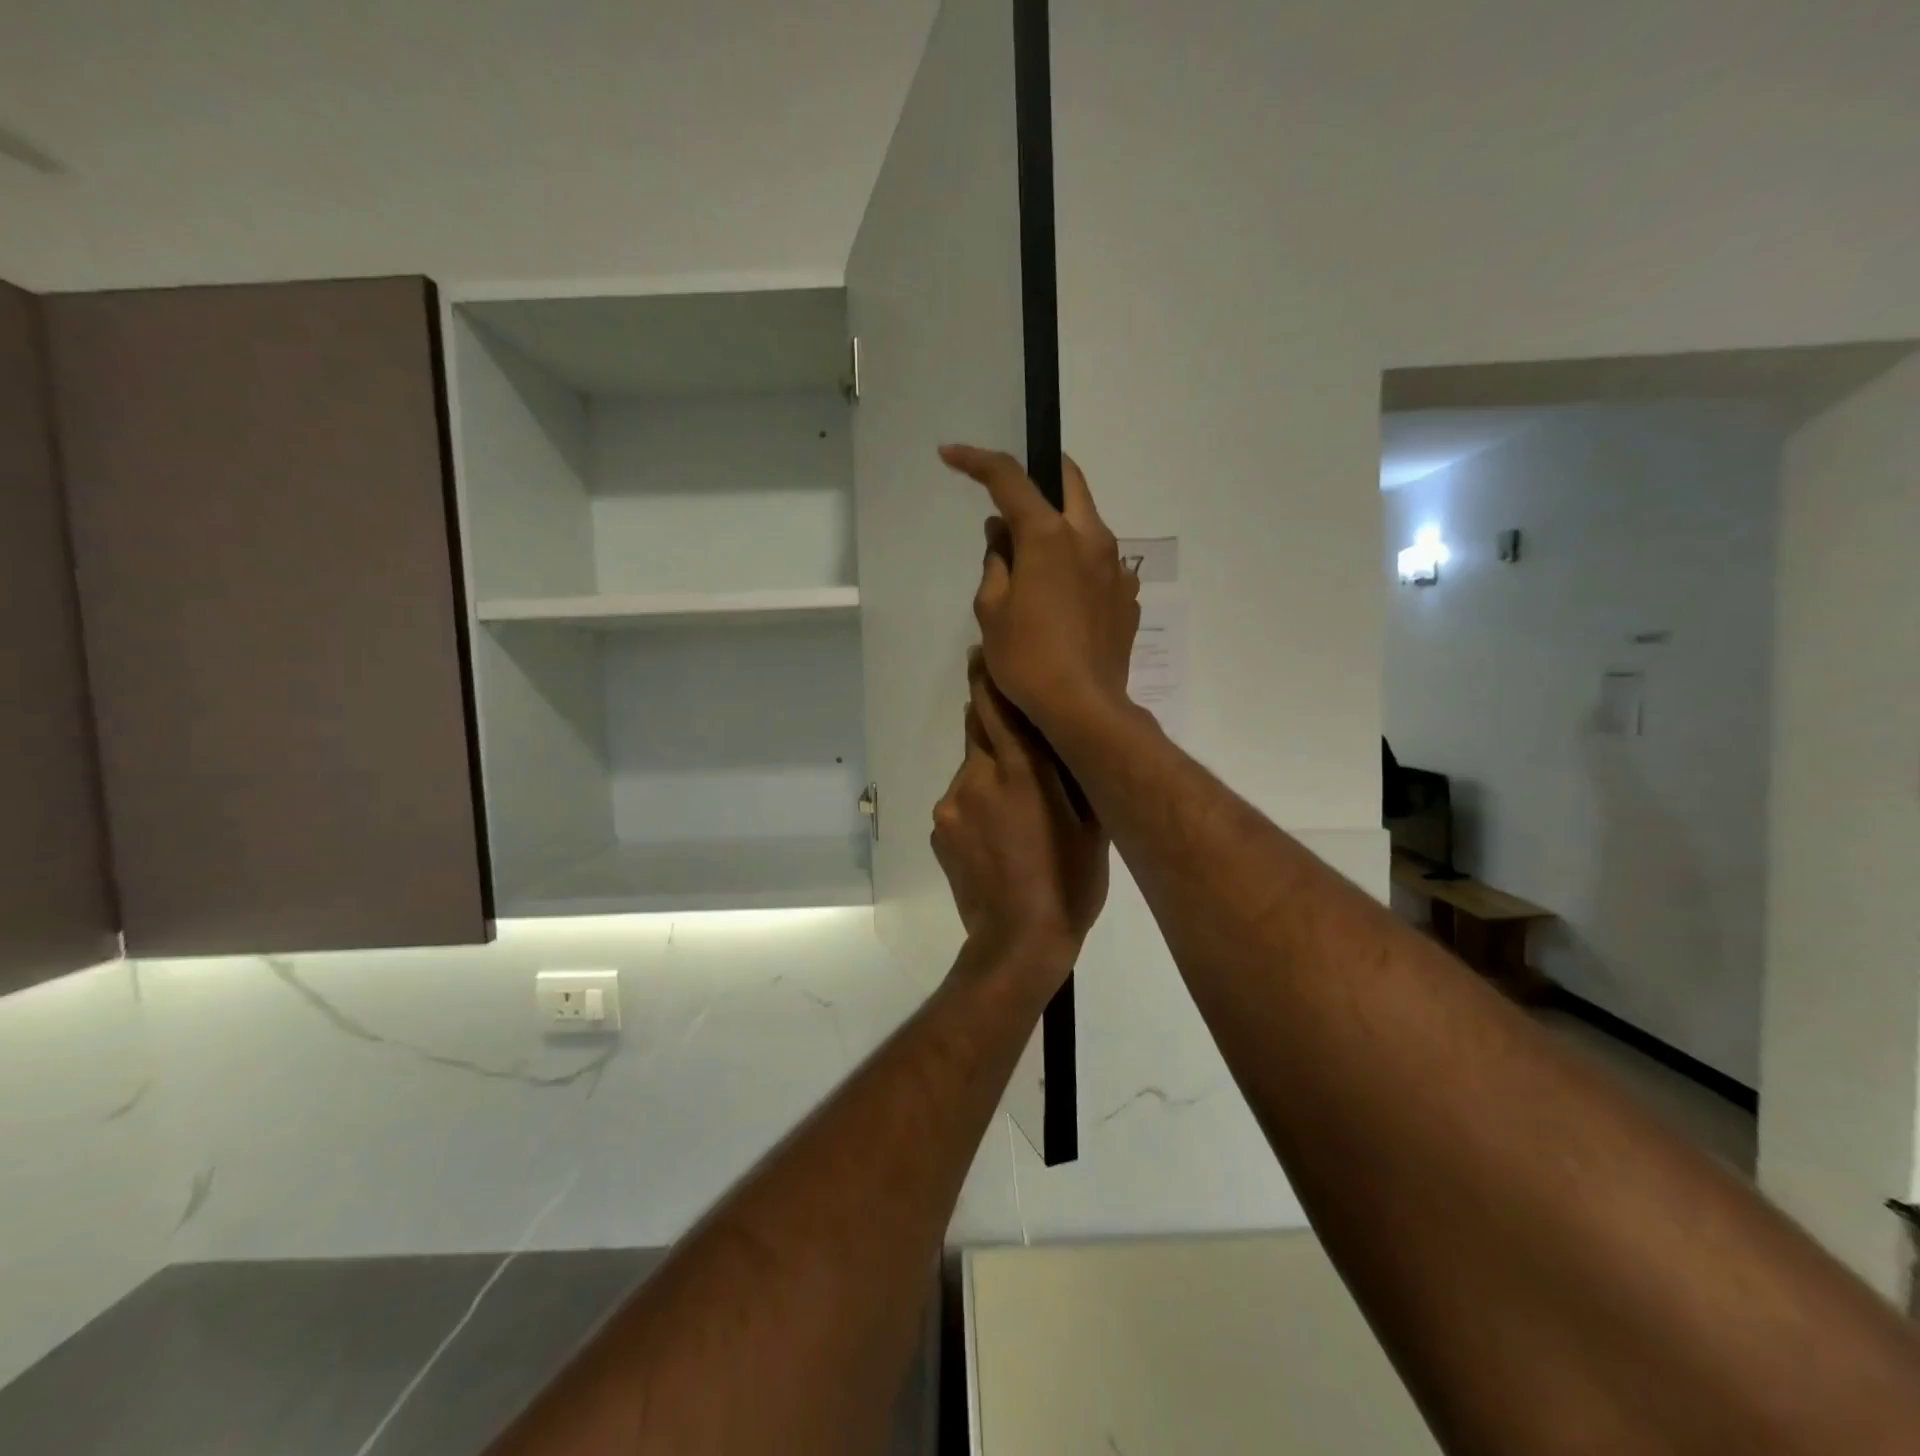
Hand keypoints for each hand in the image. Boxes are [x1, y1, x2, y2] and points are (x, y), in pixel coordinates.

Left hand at [932, 652, 1109, 977]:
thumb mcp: (1090, 825)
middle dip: (993, 721)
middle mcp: (978, 776)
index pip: (997, 705)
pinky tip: (997, 838)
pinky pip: (959, 801)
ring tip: (1015, 814)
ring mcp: (952, 803)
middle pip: (978, 729)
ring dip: (989, 774)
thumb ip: (1074, 773)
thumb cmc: (1070, 884)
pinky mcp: (938, 828)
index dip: (987, 676)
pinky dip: (976, 804)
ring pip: (971, 769)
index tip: (983, 653)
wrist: (1016, 943)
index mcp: (1021, 771)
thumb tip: (1069, 738)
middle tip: (1014, 734)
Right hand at [938, 445, 1141, 741]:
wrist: (1084, 707)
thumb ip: (995, 564)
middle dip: (1038, 473)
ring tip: (1032, 559)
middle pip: (1068, 480)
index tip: (951, 456)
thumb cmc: (1027, 659)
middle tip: (1011, 494)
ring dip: (1059, 524)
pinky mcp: (1128, 596)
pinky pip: (1100, 563)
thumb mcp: (991, 611)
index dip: (977, 461)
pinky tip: (1062, 597)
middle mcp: (1090, 538)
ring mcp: (1116, 567)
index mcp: (1050, 536)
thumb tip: (1002, 537)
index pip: (1010, 479)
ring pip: (1087, 523)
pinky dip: (1077, 563)